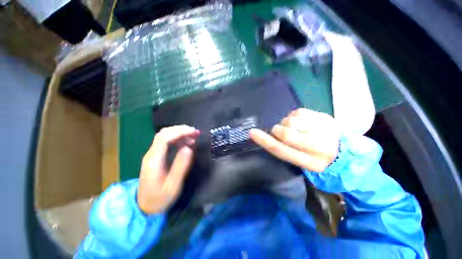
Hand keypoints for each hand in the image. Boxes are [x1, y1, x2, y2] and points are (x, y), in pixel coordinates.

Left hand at [137, 125, 199, 213]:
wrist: (145, 207)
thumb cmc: (160, 198)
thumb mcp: (173, 186)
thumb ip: (180, 166)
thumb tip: (189, 148)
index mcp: (154, 160)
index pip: (164, 138)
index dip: (179, 132)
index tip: (193, 132)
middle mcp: (151, 154)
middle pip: (164, 134)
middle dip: (181, 130)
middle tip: (196, 132)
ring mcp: (153, 155)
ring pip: (165, 136)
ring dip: (180, 133)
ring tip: (194, 137)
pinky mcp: (157, 157)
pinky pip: (167, 143)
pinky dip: (178, 139)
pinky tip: (187, 143)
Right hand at [250, 109, 339, 171]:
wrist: (346, 151)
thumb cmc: (318, 158)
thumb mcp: (301, 161)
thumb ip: (286, 150)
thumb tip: (270, 135)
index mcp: (310, 163)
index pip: (281, 150)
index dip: (264, 141)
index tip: (252, 132)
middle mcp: (319, 147)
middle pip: (286, 133)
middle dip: (277, 129)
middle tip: (279, 130)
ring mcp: (325, 130)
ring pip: (292, 121)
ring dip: (286, 122)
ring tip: (293, 127)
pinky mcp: (326, 118)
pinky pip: (299, 112)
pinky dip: (294, 116)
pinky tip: (300, 121)